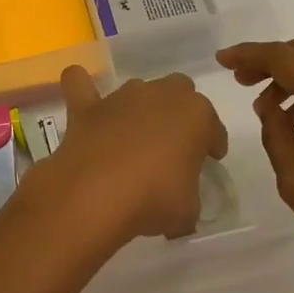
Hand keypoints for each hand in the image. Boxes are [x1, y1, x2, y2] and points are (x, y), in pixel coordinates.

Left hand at [35, 66, 229, 245]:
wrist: (96, 194)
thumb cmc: (154, 199)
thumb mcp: (188, 209)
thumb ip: (188, 196)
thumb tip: (179, 204)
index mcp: (195, 114)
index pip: (213, 126)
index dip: (213, 144)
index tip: (209, 160)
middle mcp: (160, 94)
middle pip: (179, 91)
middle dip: (179, 112)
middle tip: (174, 144)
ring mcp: (121, 97)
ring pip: (138, 89)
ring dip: (141, 108)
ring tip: (136, 137)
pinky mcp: (87, 107)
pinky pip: (80, 83)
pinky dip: (83, 88)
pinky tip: (87, 104)